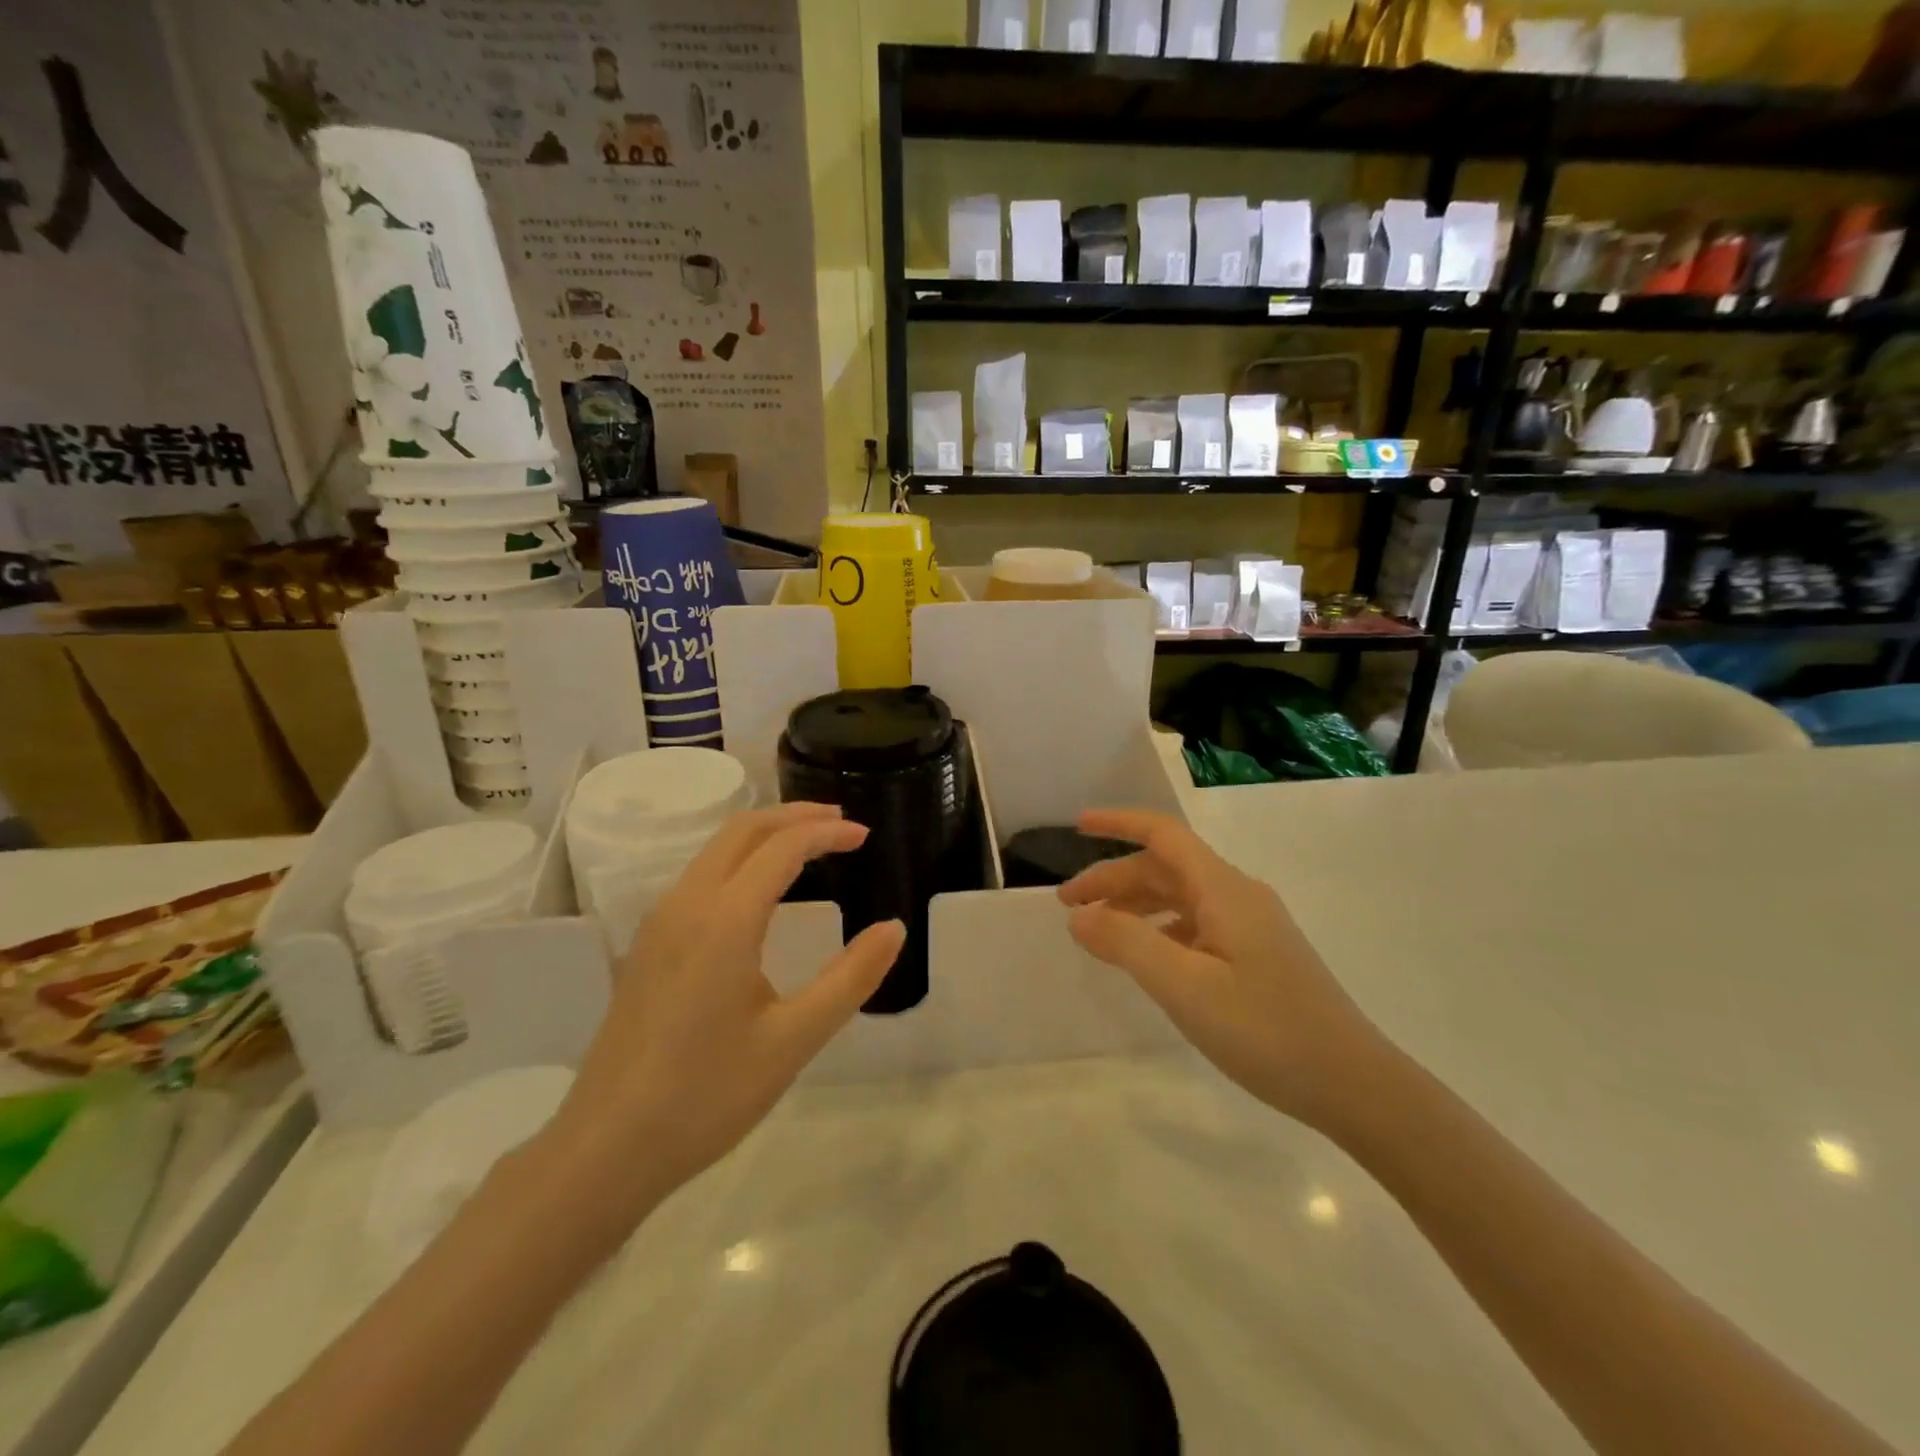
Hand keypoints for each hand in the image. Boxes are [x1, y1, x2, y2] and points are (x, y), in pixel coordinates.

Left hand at [541, 803, 903, 1234]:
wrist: (606, 1147)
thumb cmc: (707, 1095)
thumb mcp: (793, 1040)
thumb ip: (850, 978)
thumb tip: (894, 928)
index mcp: (724, 920)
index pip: (782, 847)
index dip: (827, 833)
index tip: (865, 836)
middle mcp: (686, 904)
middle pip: (742, 830)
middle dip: (795, 816)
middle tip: (841, 823)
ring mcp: (659, 922)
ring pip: (716, 849)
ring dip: (765, 834)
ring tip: (809, 845)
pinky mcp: (648, 944)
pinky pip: (700, 875)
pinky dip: (741, 859)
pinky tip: (762, 889)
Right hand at [1058, 809, 1384, 1131]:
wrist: (1355, 1085)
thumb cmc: (1267, 1031)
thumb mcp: (1185, 987)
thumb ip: (1127, 944)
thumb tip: (1079, 917)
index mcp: (1223, 890)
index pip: (1164, 836)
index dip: (1119, 824)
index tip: (1077, 826)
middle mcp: (1238, 896)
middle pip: (1166, 869)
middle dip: (1115, 879)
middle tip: (1068, 906)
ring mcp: (1252, 927)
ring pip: (1180, 898)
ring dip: (1135, 906)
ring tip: (1097, 932)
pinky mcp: (1258, 955)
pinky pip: (1196, 925)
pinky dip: (1160, 931)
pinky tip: (1146, 958)